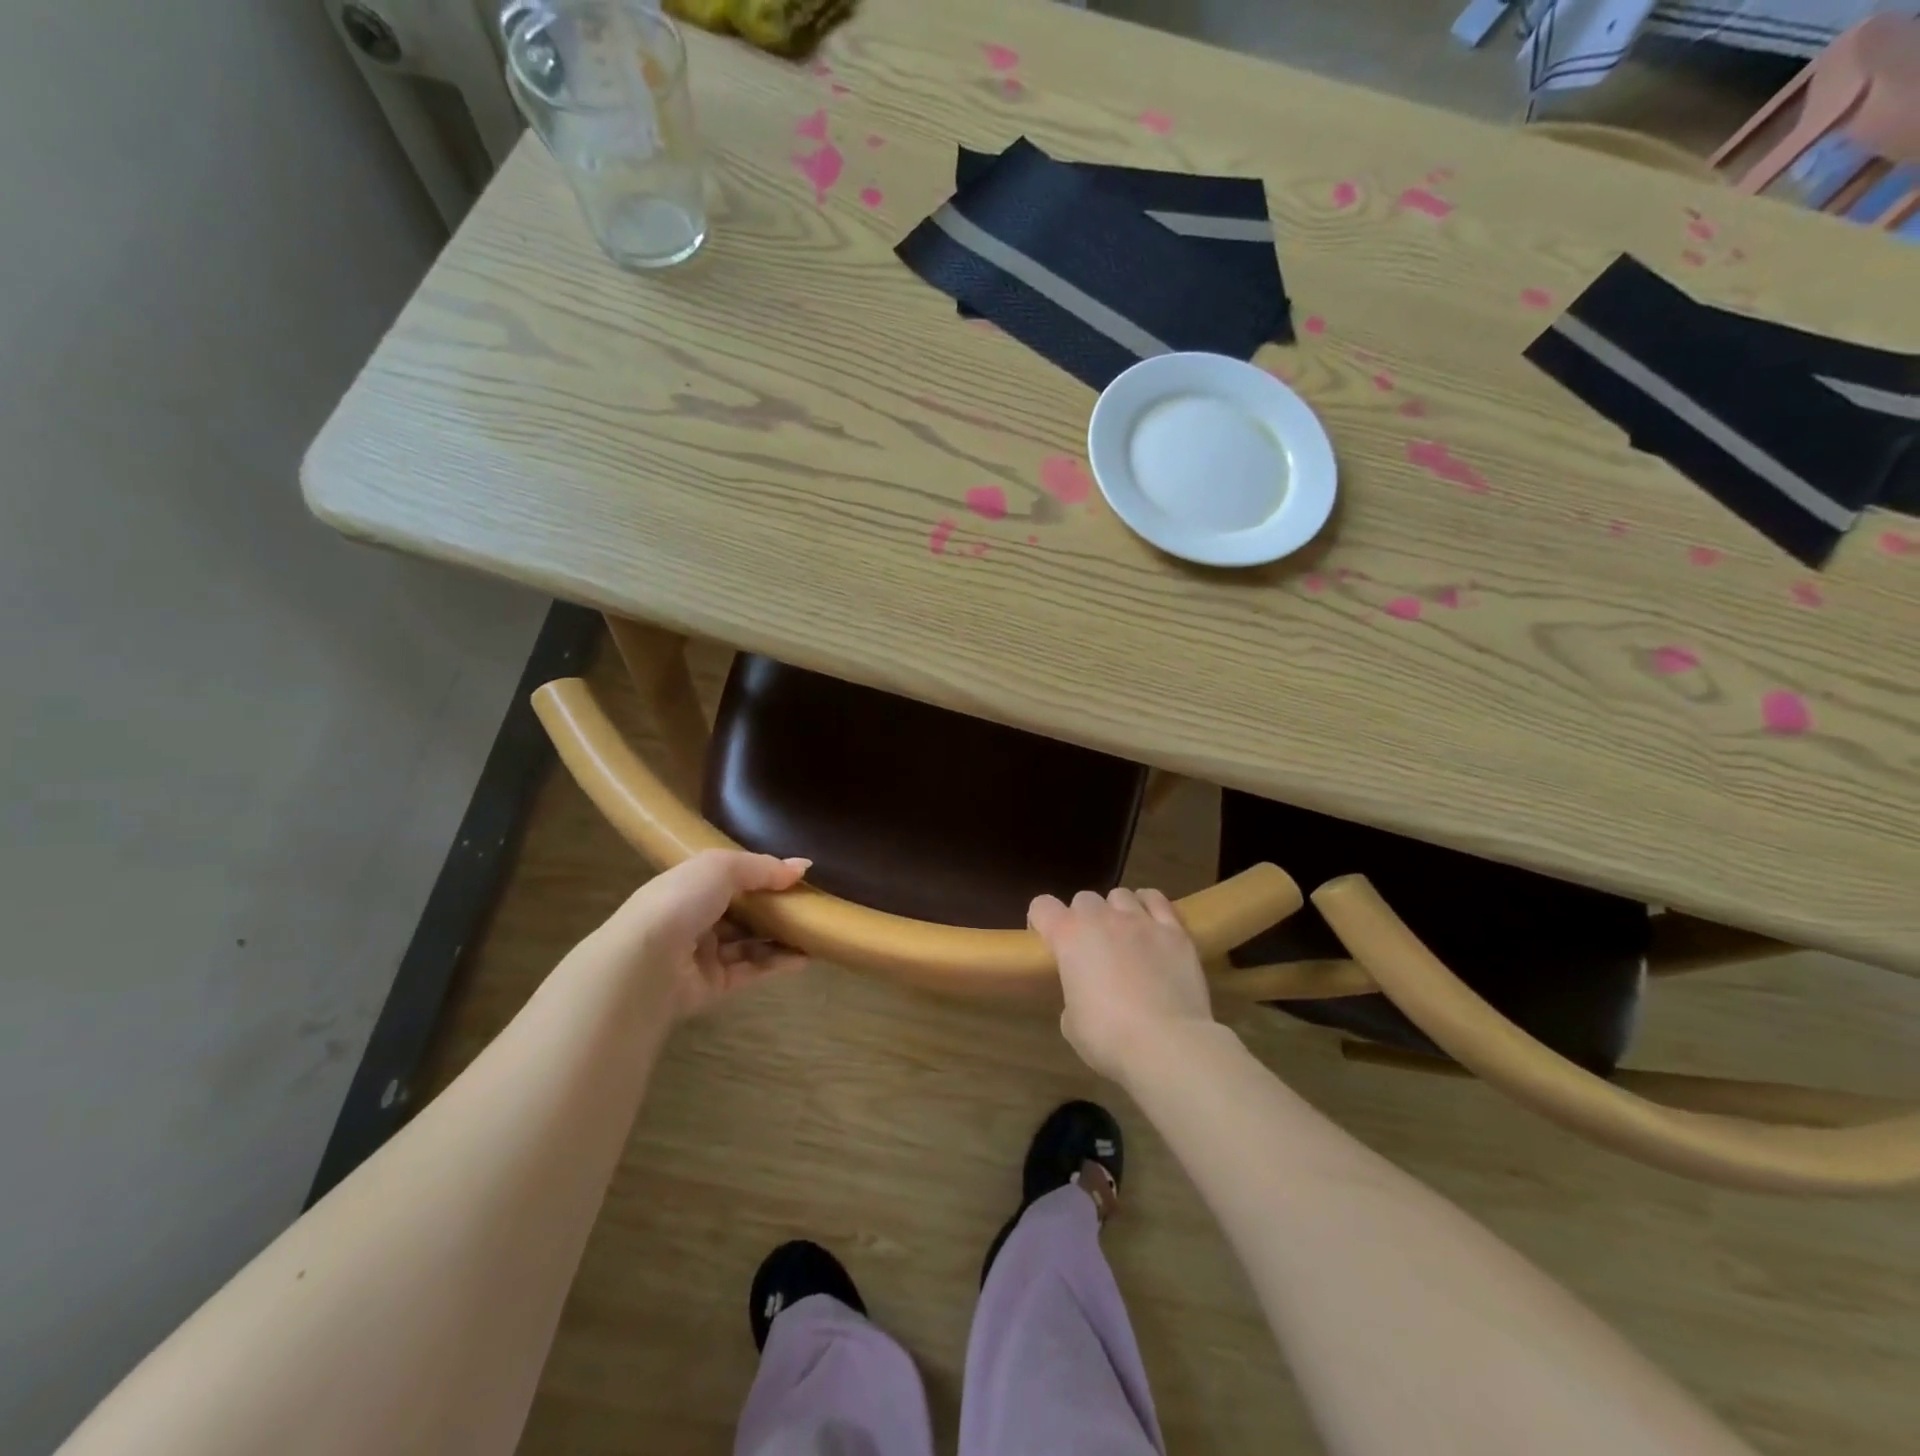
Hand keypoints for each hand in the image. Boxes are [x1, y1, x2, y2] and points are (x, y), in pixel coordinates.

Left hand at [602, 850, 811, 1021]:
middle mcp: (695, 919)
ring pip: (750, 944)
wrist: (645, 963)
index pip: (731, 878)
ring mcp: (704, 955)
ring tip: (816, 932)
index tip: (797, 877)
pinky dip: (778, 964)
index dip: (763, 876)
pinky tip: (806, 957)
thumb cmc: (680, 901)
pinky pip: (752, 971)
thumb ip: (763, 867)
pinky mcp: (714, 987)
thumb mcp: (722, 867)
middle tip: (812, 906)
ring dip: (782, 937)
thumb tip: (803, 867)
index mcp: (690, 885)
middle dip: (776, 909)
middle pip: (743, 913)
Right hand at [1028, 888, 1215, 1081]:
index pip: (1042, 906)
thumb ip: (1074, 994)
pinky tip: (1151, 925)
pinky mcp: (1174, 931)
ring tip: (1124, 935)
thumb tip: (1086, 993)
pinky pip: (1156, 900)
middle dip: (1083, 918)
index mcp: (1068, 937)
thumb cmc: (1108, 1037)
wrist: (1167, 1045)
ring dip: (1116, 911)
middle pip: (1084, 898)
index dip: (1041, 921)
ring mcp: (1140, 921)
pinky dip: (1149, 907)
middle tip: (1091, 947)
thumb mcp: (1072, 1023)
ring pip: (1120, 895)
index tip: (1048, 942)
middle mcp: (1101, 918)